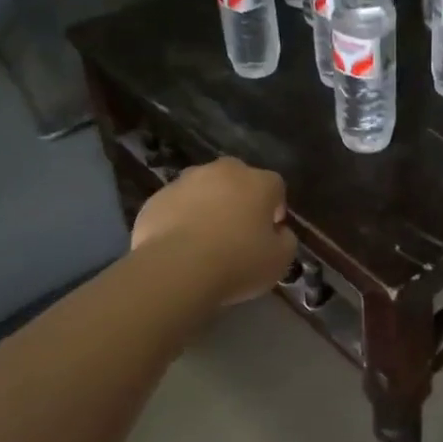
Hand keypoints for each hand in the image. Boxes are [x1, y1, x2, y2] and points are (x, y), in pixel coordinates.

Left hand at [131, 157, 296, 305]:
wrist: (176, 269)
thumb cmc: (237, 262)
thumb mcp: (279, 260)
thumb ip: (286, 240)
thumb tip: (279, 232)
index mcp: (258, 182)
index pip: (276, 187)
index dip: (275, 209)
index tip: (270, 232)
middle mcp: (223, 172)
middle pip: (238, 179)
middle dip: (240, 199)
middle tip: (238, 232)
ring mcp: (186, 181)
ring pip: (204, 189)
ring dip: (208, 205)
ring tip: (204, 239)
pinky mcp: (157, 198)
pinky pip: (176, 205)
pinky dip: (180, 218)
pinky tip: (180, 246)